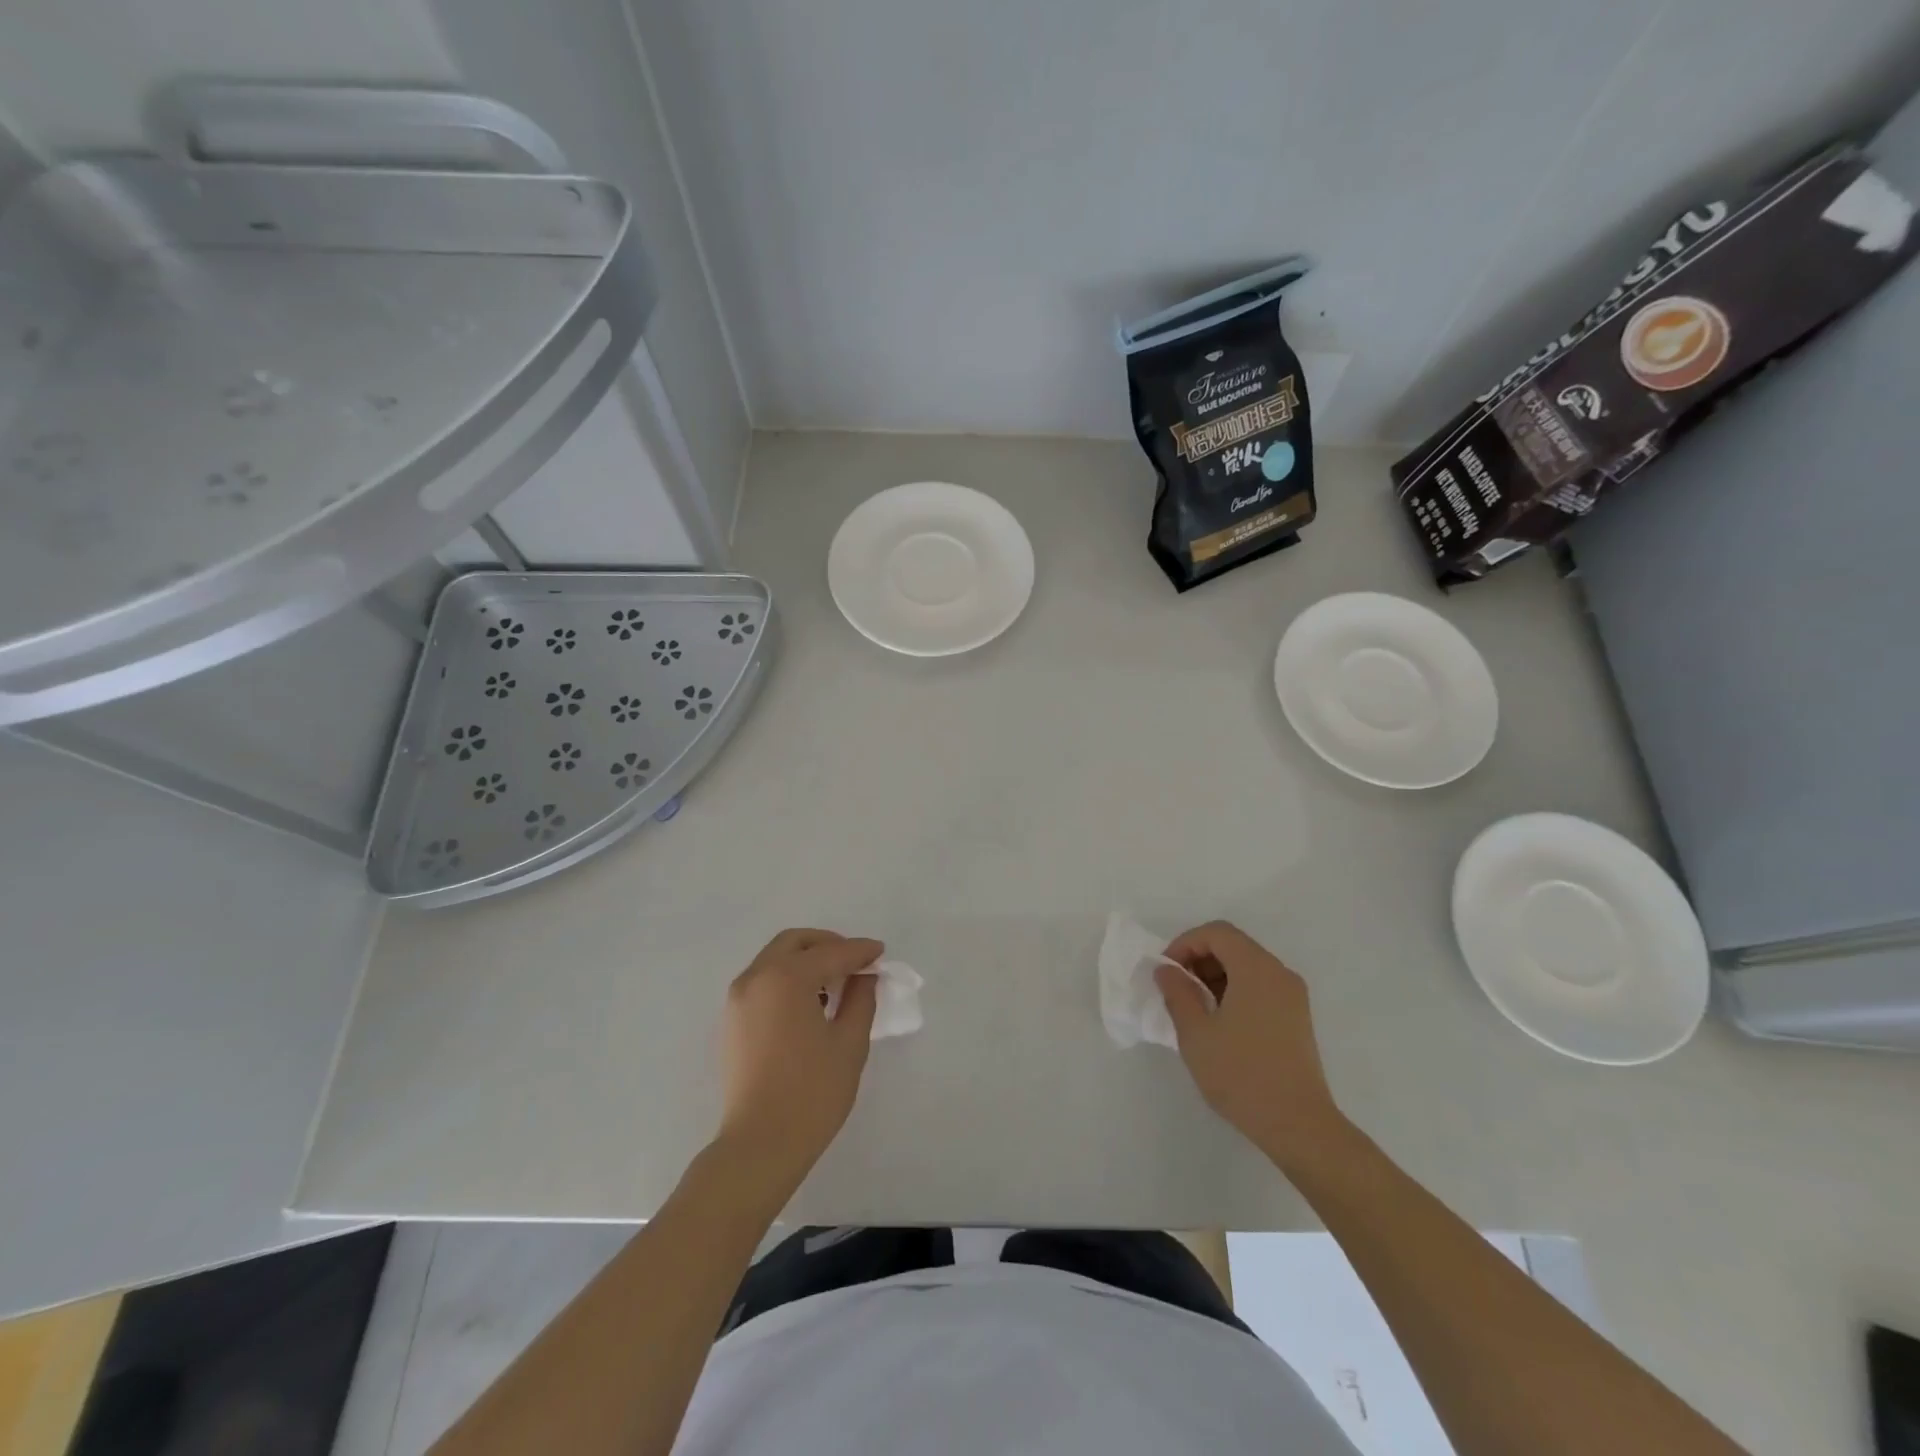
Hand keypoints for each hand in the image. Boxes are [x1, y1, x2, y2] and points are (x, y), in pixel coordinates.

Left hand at [715, 929, 883, 1189]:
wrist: (760, 1145)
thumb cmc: (812, 1093)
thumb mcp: (849, 1043)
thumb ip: (861, 999)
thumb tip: (864, 976)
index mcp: (785, 978)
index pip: (830, 953)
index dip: (859, 951)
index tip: (881, 953)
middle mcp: (756, 978)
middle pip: (795, 943)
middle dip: (828, 945)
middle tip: (855, 961)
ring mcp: (738, 999)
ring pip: (775, 959)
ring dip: (806, 960)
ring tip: (836, 983)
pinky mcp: (732, 1020)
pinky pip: (763, 981)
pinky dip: (788, 977)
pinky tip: (810, 1002)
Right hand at [1156, 921, 1347, 1172]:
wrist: (1299, 1125)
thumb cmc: (1242, 1074)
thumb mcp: (1196, 1033)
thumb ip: (1177, 993)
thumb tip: (1167, 970)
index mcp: (1257, 969)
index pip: (1217, 933)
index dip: (1185, 944)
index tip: (1167, 972)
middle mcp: (1279, 973)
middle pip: (1233, 946)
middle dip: (1199, 959)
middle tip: (1176, 989)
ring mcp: (1293, 996)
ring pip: (1247, 967)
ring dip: (1215, 976)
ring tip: (1194, 1009)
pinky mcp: (1297, 1018)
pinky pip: (1260, 987)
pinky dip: (1234, 991)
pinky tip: (1219, 1023)